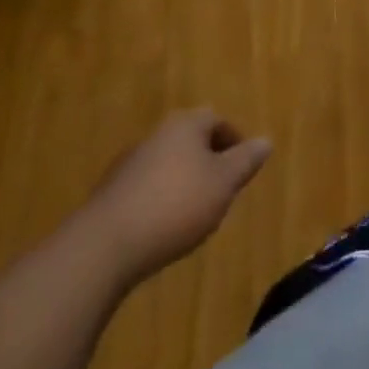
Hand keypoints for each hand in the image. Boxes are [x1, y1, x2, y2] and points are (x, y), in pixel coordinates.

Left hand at [80, 109, 271, 286]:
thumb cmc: (175, 206)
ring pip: (167, 164)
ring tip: (193, 213)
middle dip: (208, 161)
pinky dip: (159, 200)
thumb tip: (265, 140)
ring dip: (182, 181)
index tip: (242, 169)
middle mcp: (157, 134)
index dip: (234, 142)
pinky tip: (162, 228)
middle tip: (221, 190)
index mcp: (186, 124)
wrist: (103, 247)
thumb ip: (246, 160)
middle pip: (191, 140)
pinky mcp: (109, 194)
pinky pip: (145, 188)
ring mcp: (129, 163)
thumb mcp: (223, 184)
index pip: (217, 120)